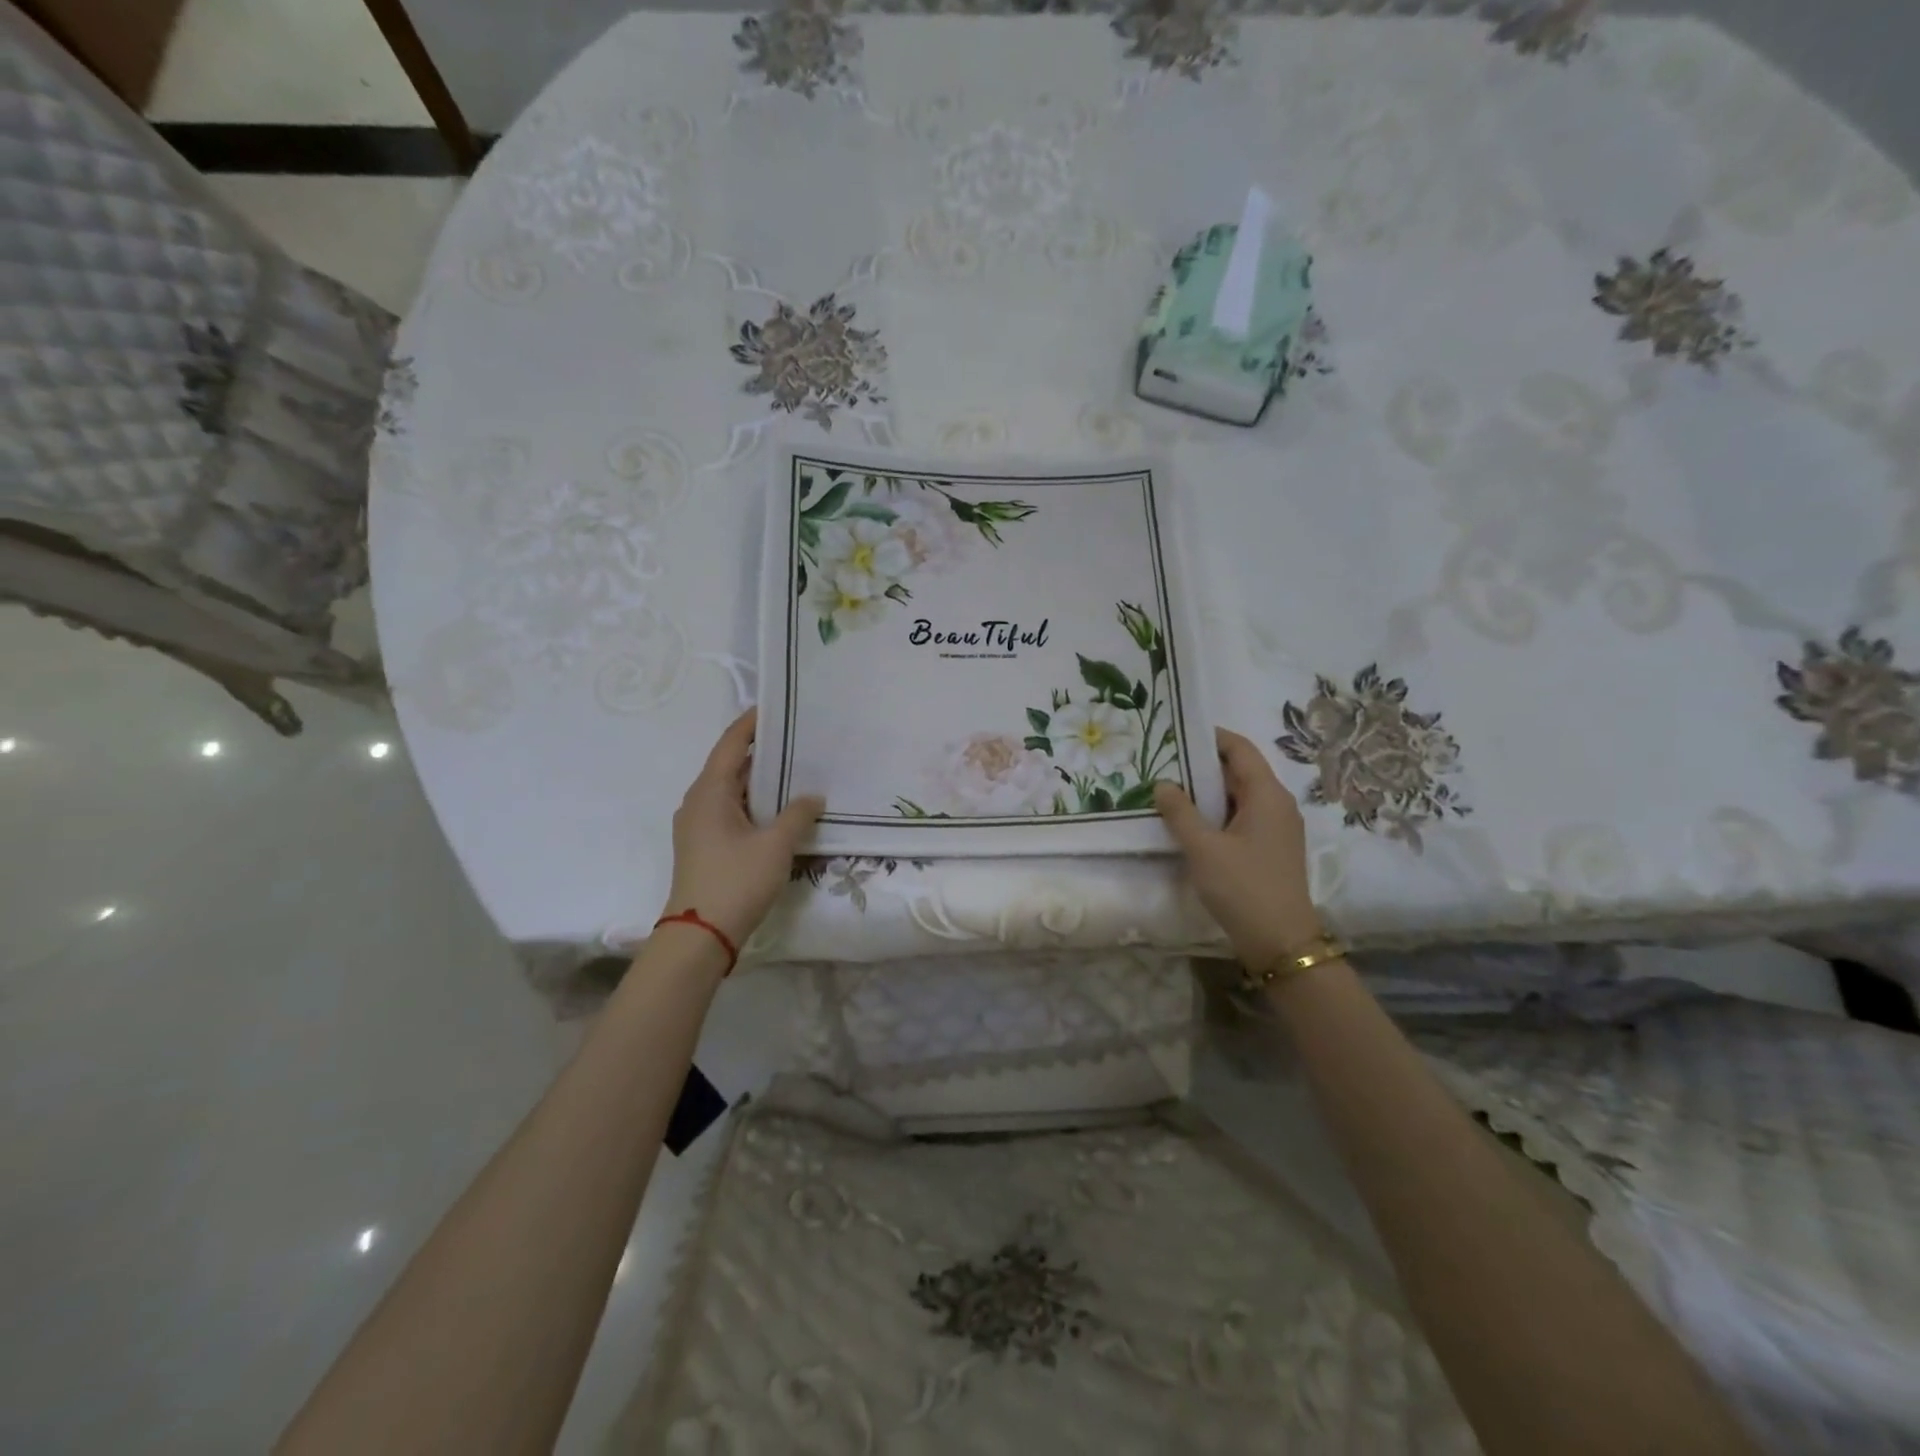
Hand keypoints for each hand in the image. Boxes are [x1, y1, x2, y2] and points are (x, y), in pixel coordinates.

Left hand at [662, 710, 824, 946]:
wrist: (700, 936)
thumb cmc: (735, 881)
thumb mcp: (775, 845)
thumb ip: (798, 814)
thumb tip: (813, 796)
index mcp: (709, 792)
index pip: (731, 744)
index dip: (752, 723)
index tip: (776, 707)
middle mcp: (698, 802)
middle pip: (730, 765)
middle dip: (762, 752)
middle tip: (798, 739)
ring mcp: (698, 825)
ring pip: (732, 791)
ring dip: (761, 781)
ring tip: (796, 770)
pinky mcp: (705, 846)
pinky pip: (732, 811)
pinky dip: (755, 803)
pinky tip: (781, 809)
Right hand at [1155, 727, 1322, 967]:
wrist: (1280, 941)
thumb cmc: (1243, 887)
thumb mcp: (1203, 848)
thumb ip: (1180, 812)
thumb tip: (1163, 783)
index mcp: (1267, 794)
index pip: (1240, 749)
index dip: (1211, 737)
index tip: (1177, 732)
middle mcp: (1277, 804)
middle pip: (1240, 770)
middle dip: (1203, 764)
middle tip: (1164, 761)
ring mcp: (1276, 827)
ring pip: (1239, 795)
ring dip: (1208, 791)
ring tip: (1170, 788)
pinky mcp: (1270, 848)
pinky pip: (1242, 816)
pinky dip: (1217, 812)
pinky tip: (1190, 822)